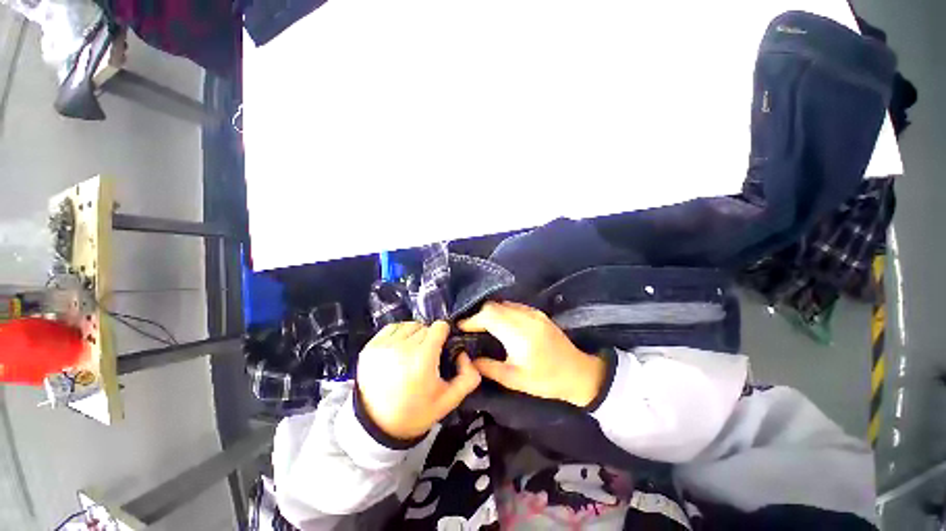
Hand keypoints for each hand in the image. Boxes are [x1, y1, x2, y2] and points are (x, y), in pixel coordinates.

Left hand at [357, 321, 480, 440]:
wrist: (376, 427)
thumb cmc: (415, 412)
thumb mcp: (449, 400)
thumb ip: (468, 377)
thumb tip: (465, 354)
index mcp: (422, 359)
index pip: (439, 327)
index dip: (444, 335)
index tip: (442, 347)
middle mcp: (402, 347)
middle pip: (425, 327)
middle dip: (429, 339)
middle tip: (427, 357)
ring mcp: (383, 346)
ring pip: (409, 326)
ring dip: (415, 335)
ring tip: (412, 354)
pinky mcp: (370, 347)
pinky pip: (392, 328)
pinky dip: (399, 335)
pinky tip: (399, 350)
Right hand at [460, 301, 605, 407]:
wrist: (579, 373)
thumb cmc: (546, 380)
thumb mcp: (515, 379)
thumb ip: (489, 367)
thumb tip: (469, 358)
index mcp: (519, 334)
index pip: (489, 316)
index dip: (471, 320)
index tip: (460, 327)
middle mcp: (525, 317)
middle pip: (494, 306)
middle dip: (478, 315)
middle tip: (469, 328)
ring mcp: (533, 312)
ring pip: (503, 303)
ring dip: (489, 311)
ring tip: (481, 325)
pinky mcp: (537, 313)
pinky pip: (513, 306)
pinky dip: (501, 311)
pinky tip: (498, 323)